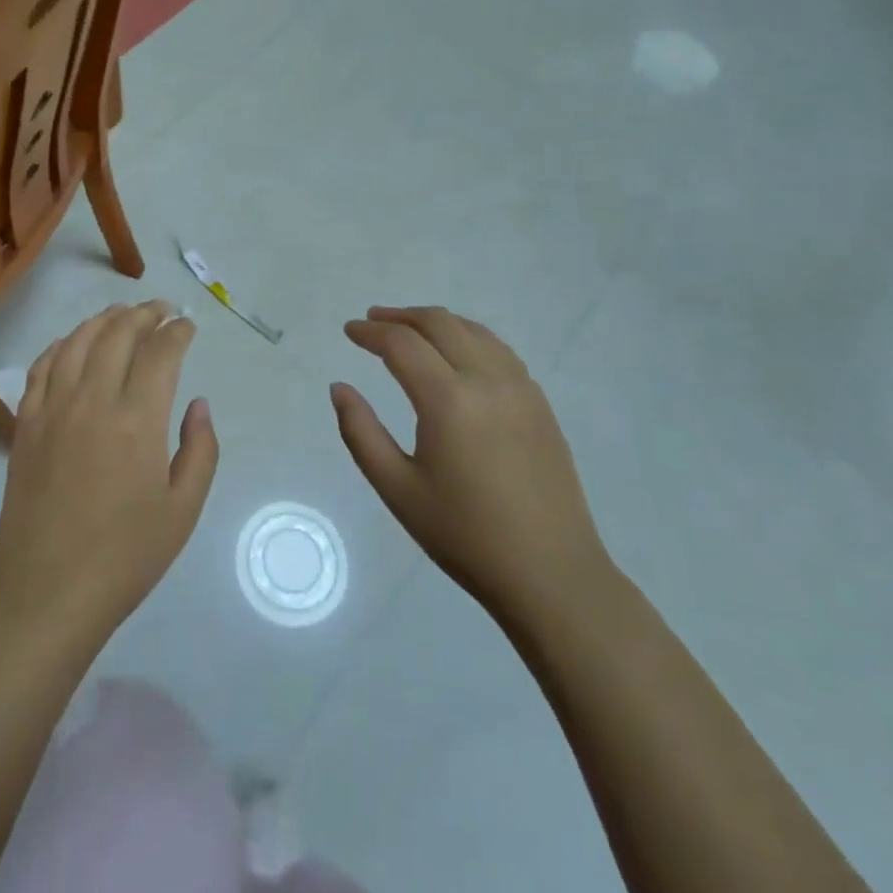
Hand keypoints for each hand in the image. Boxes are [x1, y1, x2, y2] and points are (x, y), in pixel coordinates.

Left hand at [0, 302, 218, 648]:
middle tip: (162, 310)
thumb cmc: (125, 557)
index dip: (178, 331)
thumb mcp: (183, 510)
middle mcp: (94, 399)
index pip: (161, 352)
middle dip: (145, 313)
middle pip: (119, 334)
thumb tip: (198, 404)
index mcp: (138, 419)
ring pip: (78, 341)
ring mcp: (53, 408)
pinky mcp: (25, 423)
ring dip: (104, 319)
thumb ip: (200, 450)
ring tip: (122, 313)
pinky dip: (62, 344)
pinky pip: (43, 366)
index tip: (188, 326)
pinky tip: (73, 343)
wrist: (46, 592)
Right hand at [332, 306, 611, 635]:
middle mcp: (488, 381)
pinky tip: (456, 354)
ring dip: (436, 322)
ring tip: (409, 330)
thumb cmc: (465, 536)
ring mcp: (521, 389)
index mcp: (449, 401)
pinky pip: (498, 350)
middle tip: (373, 321)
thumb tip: (340, 388)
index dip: (371, 332)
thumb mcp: (398, 489)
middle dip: (401, 316)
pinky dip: (468, 337)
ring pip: (473, 330)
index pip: (402, 344)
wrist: (552, 575)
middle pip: (440, 323)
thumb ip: (360, 432)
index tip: (349, 331)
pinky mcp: (540, 403)